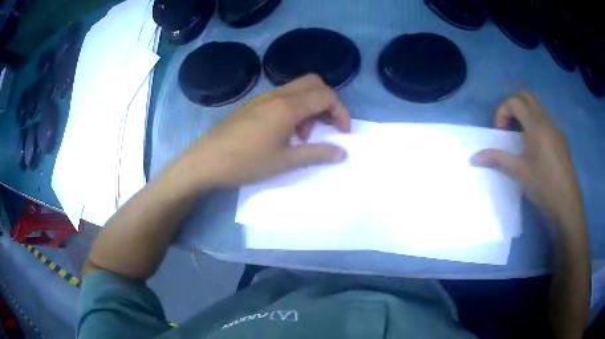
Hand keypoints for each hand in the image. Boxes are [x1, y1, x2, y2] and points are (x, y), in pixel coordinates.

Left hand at [180, 74, 350, 187]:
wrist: (205, 161)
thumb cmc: (245, 162)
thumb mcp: (284, 162)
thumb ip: (317, 154)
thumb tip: (343, 153)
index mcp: (287, 107)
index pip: (326, 95)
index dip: (341, 111)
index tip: (343, 132)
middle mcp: (277, 95)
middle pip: (313, 83)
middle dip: (328, 102)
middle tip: (327, 126)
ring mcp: (263, 98)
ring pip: (298, 89)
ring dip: (310, 106)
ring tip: (303, 136)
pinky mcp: (253, 104)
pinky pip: (283, 97)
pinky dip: (295, 108)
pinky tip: (285, 132)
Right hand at [470, 91, 583, 227]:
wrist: (567, 204)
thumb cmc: (544, 186)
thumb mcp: (519, 172)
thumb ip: (496, 159)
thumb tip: (473, 157)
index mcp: (536, 124)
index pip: (514, 101)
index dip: (501, 111)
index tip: (500, 132)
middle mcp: (547, 120)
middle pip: (526, 96)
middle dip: (513, 105)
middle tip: (508, 126)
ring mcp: (556, 129)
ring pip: (538, 108)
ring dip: (525, 114)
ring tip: (521, 138)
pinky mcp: (561, 139)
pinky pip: (546, 121)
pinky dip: (536, 124)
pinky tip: (536, 148)